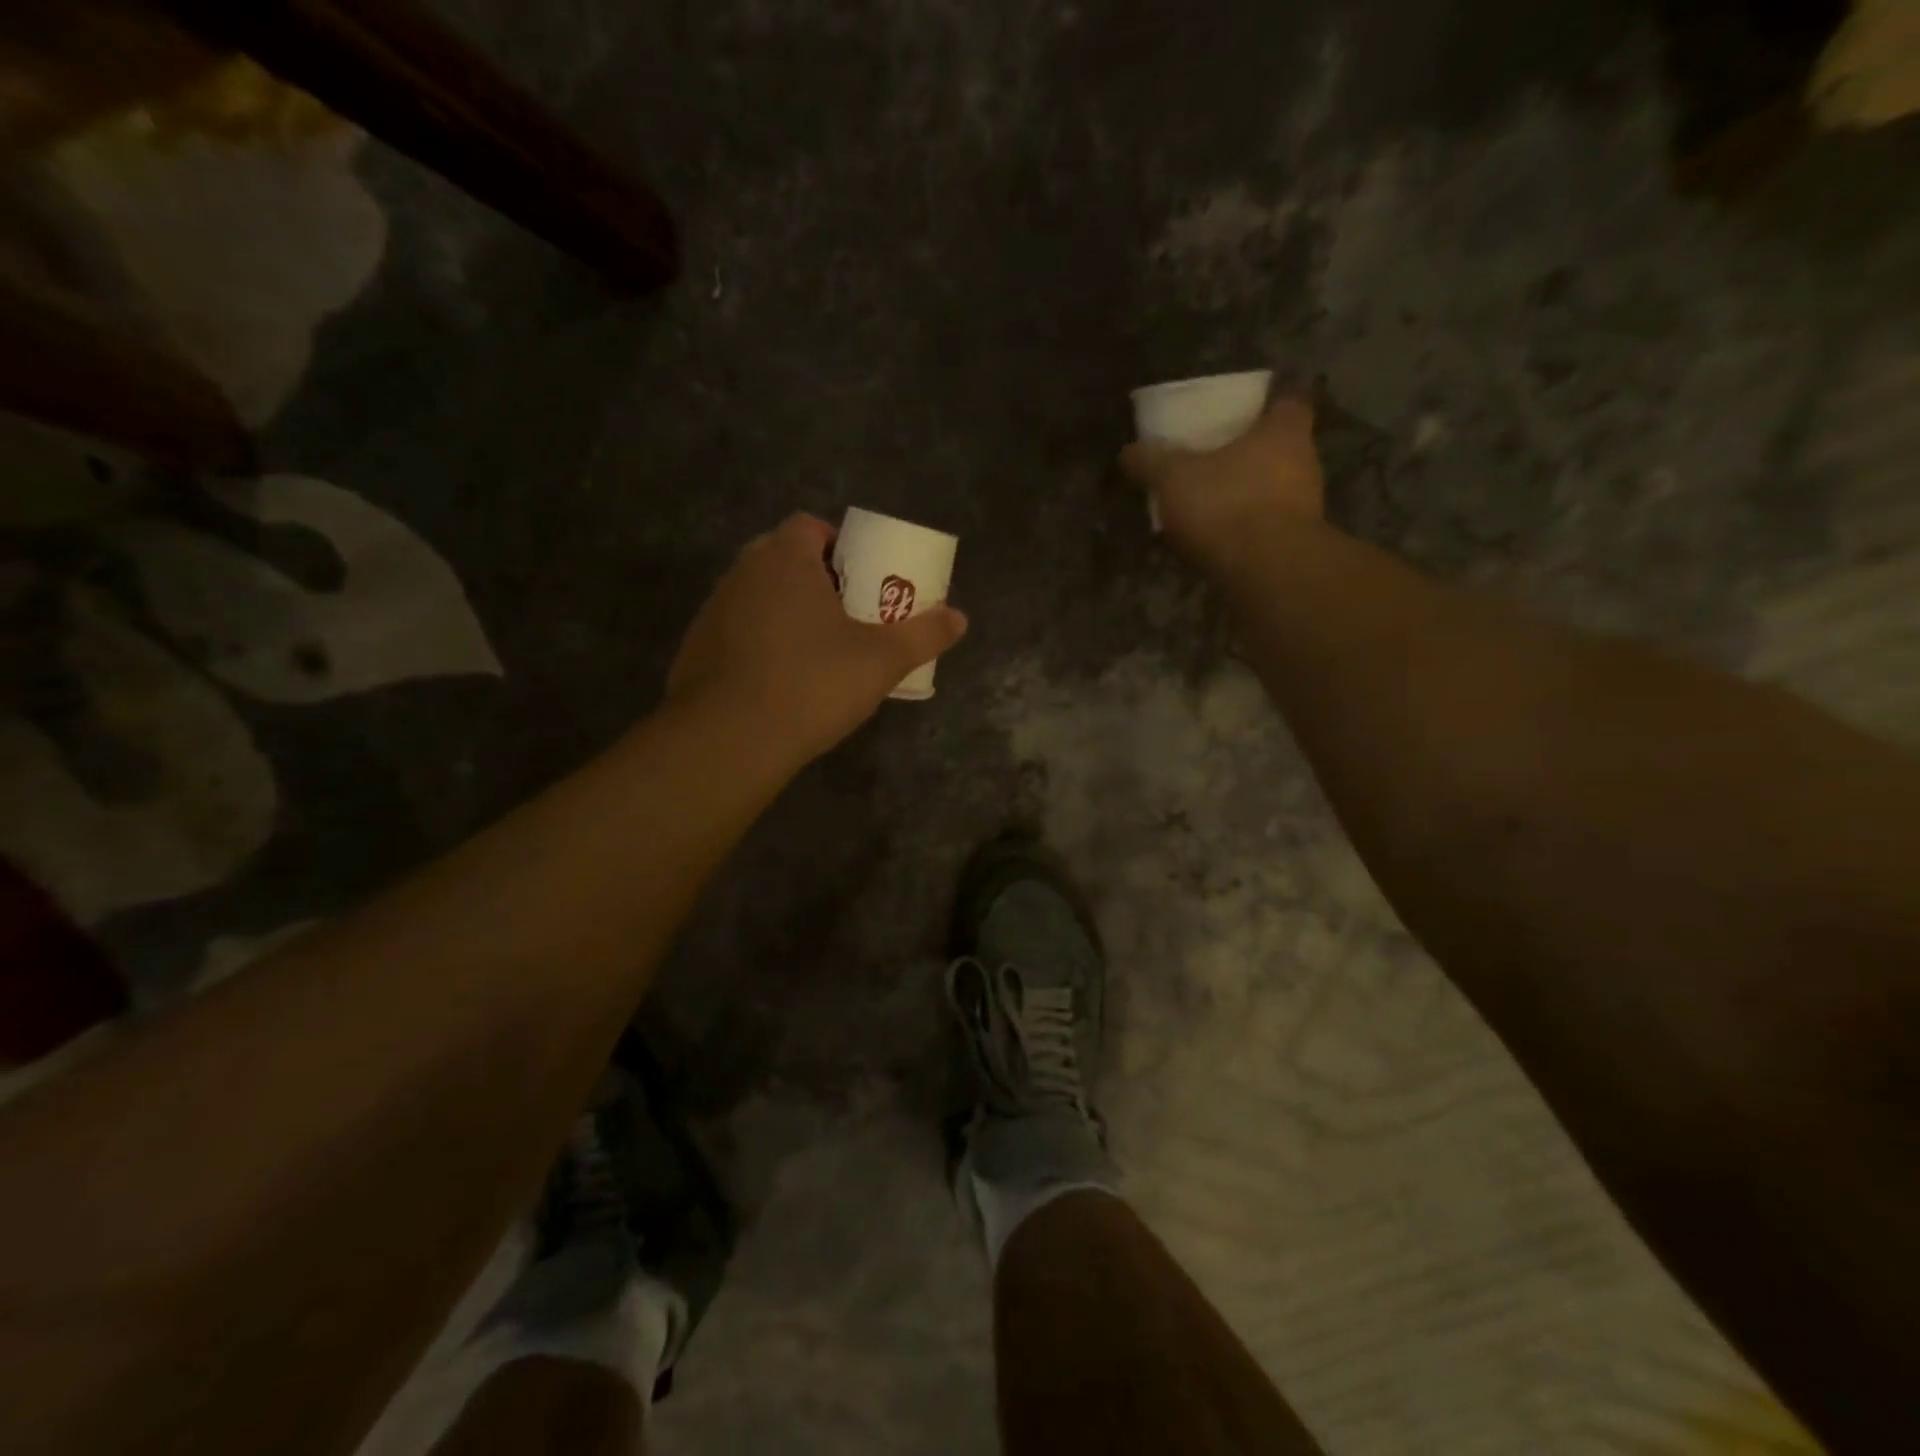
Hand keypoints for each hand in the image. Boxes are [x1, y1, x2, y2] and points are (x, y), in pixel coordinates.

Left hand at [667, 513, 967, 764]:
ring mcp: (713, 610)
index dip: (838, 546)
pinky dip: (759, 643)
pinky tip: (779, 681)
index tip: (861, 580)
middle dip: (816, 580)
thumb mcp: (882, 660)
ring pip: (758, 596)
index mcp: (785, 559)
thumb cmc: (813, 684)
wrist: (731, 739)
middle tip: (847, 616)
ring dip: (786, 611)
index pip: (809, 526)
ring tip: (816, 652)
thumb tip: (960, 618)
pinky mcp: (695, 648)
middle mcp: (742, 573)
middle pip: (783, 559)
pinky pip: (737, 631)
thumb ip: (924, 635)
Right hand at [1118, 396, 1325, 563]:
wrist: (1266, 570)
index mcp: (1285, 430)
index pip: (1290, 401)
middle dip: (1251, 453)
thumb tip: (1128, 452)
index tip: (1246, 410)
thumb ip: (1151, 462)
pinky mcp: (1295, 545)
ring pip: (1274, 490)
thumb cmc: (1226, 503)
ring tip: (1210, 504)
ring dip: (1248, 494)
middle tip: (1216, 459)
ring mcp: (1306, 508)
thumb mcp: (1174, 477)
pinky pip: (1267, 527)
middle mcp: (1305, 463)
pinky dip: (1246, 529)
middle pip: (1281, 448)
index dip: (1269, 403)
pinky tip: (1218, 540)